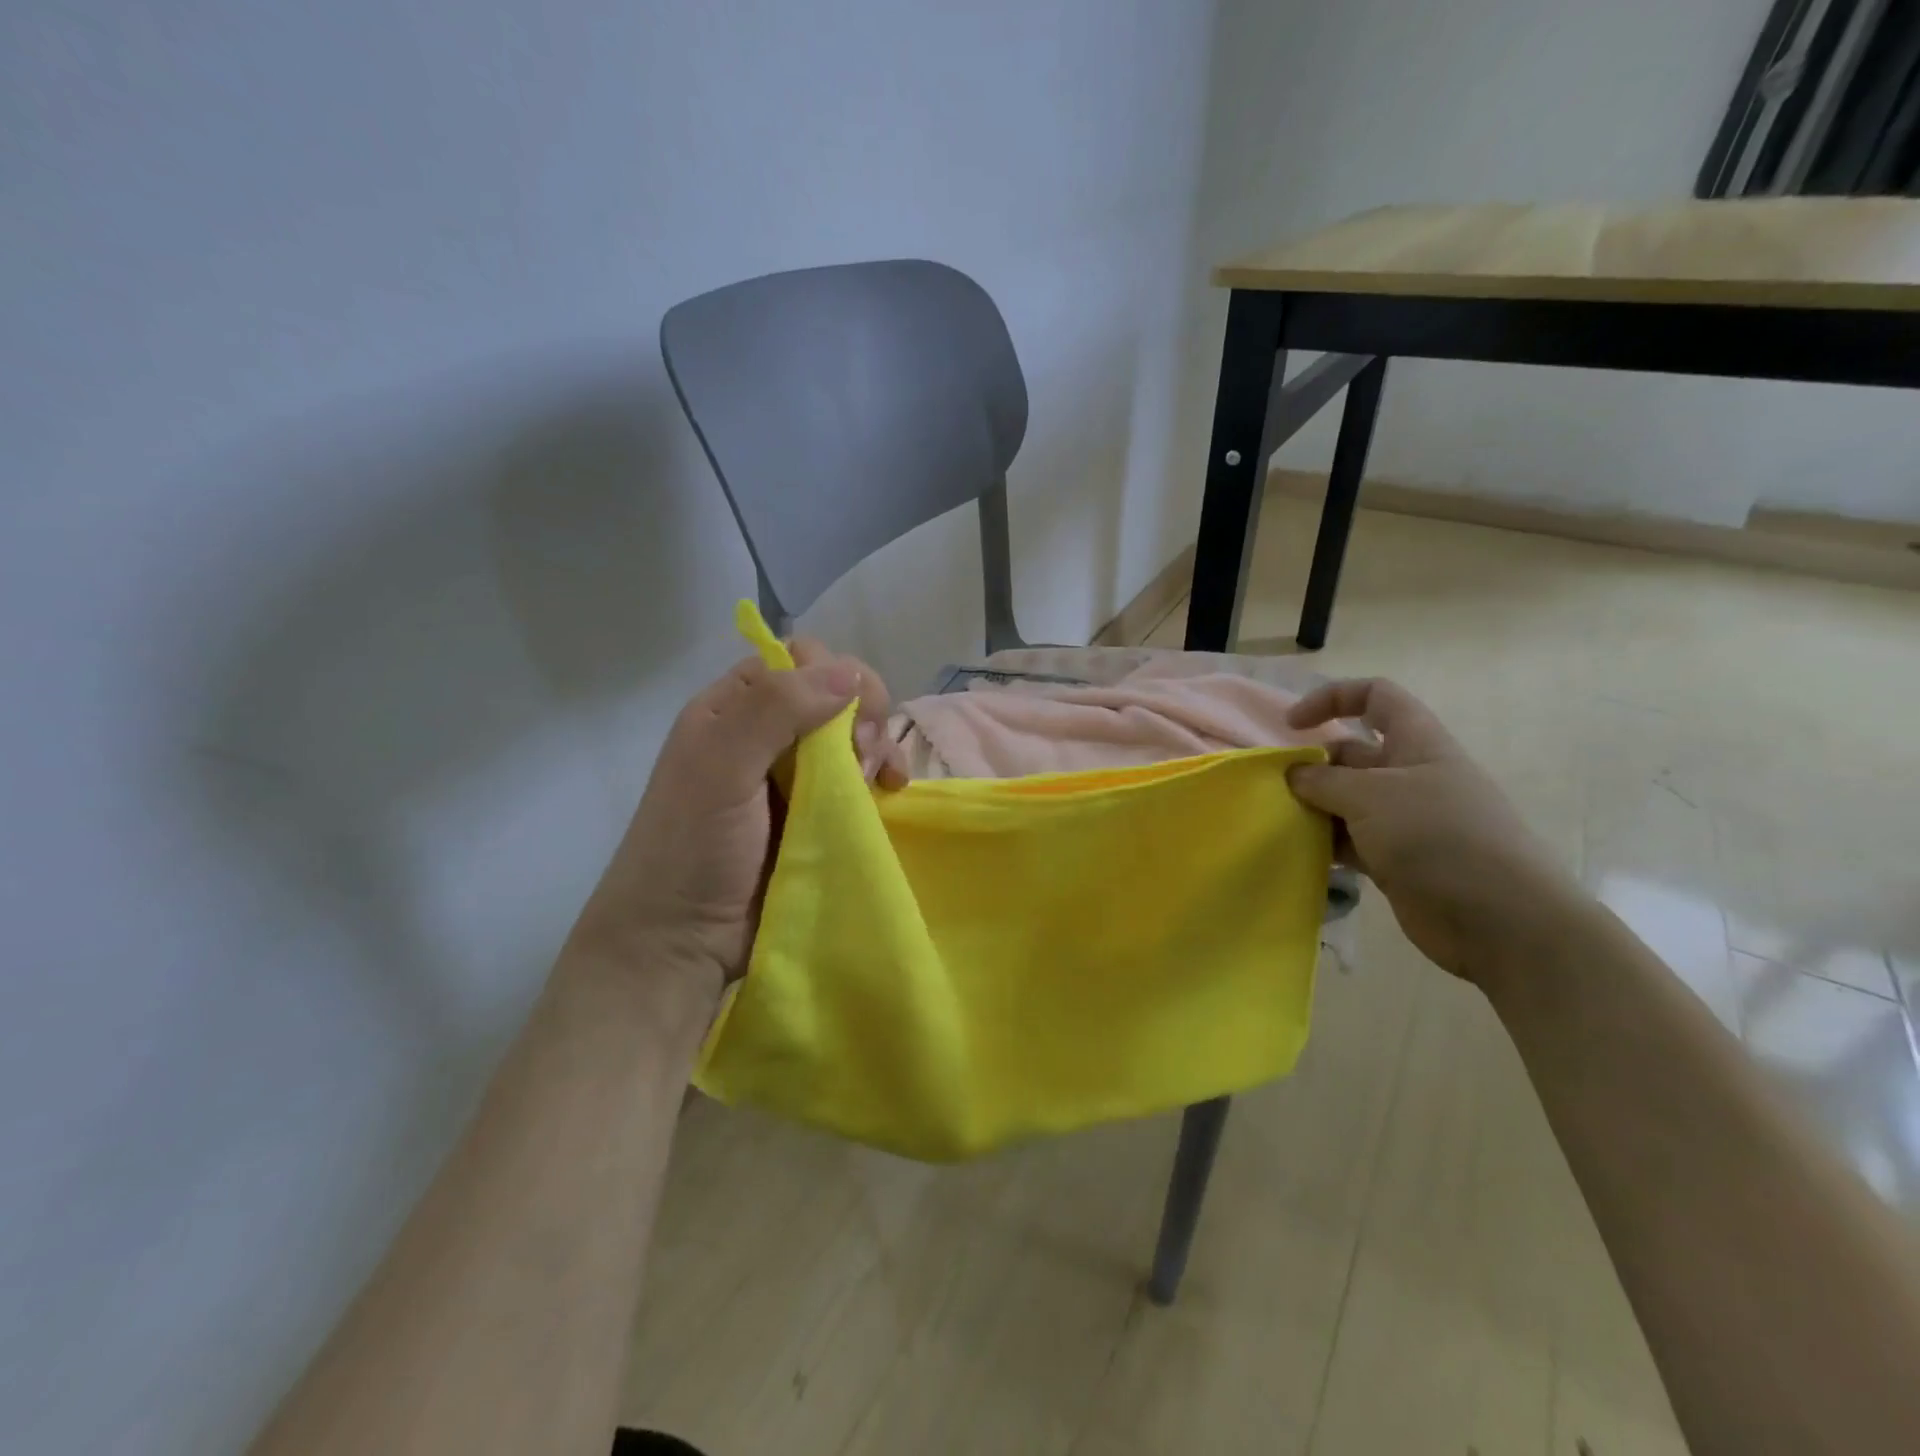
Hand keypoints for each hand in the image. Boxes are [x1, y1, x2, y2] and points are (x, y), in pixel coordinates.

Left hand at [570, 638, 907, 1000]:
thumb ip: (775, 710)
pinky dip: (881, 776)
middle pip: (835, 694)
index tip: (849, 719)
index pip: (799, 660)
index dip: (833, 677)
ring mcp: (795, 774)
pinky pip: (861, 777)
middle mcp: (766, 733)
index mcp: (732, 708)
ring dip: (876, 747)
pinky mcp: (818, 811)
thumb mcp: (720, 768)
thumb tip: (850, 673)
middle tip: (862, 756)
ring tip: (879, 782)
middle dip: (863, 715)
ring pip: (854, 734)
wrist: (682, 940)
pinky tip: (891, 790)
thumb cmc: (692, 848)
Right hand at [1285, 678, 1578, 985]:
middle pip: (1351, 754)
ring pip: (1346, 801)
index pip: (1376, 697)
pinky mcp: (1396, 859)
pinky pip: (1350, 840)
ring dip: (1313, 807)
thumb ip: (1323, 780)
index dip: (1332, 699)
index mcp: (1418, 744)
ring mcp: (1404, 820)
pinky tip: (1298, 852)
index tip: (1292, 725)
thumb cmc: (1438, 837)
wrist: (1499, 919)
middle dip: (1312, 766)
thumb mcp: (1371, 796)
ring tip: (1280, 821)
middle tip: (1275, 788)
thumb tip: (1294, 775)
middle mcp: (1411, 776)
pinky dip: (1324, 843)